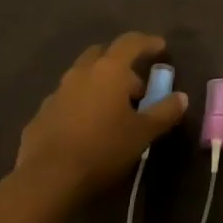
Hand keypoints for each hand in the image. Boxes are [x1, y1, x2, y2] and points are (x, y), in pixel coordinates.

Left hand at [13, 33, 186, 202]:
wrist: (46, 180)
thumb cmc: (102, 148)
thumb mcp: (142, 133)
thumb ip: (164, 112)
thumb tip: (181, 97)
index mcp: (109, 69)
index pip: (131, 42)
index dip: (148, 42)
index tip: (161, 48)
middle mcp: (81, 72)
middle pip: (102, 54)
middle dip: (120, 64)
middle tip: (134, 86)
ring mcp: (57, 92)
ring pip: (82, 77)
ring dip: (98, 85)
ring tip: (110, 111)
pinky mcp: (41, 115)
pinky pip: (66, 101)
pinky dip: (79, 106)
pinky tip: (85, 129)